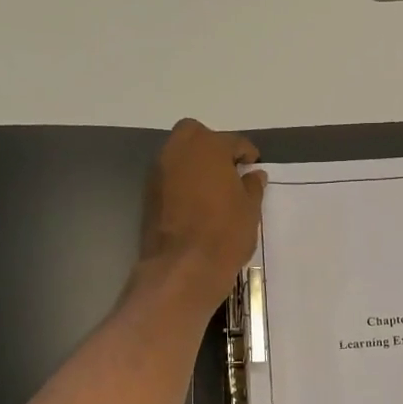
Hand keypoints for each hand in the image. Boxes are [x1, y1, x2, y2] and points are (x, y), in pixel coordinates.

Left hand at [137, 119, 266, 315]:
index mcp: (208, 146)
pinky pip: (169, 177)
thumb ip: (252, 187)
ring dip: (195, 165)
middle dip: (213, 147)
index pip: (233, 141)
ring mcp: (159, 171)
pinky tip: (196, 203)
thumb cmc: (225, 233)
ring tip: (214, 189)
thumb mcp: (250, 210)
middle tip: (229, 171)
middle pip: (197, 136)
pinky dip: (182, 182)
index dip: (247, 154)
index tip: (254, 167)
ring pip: (179, 155)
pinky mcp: (148, 193)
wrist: (183, 267)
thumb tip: (254, 175)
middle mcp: (178, 150)